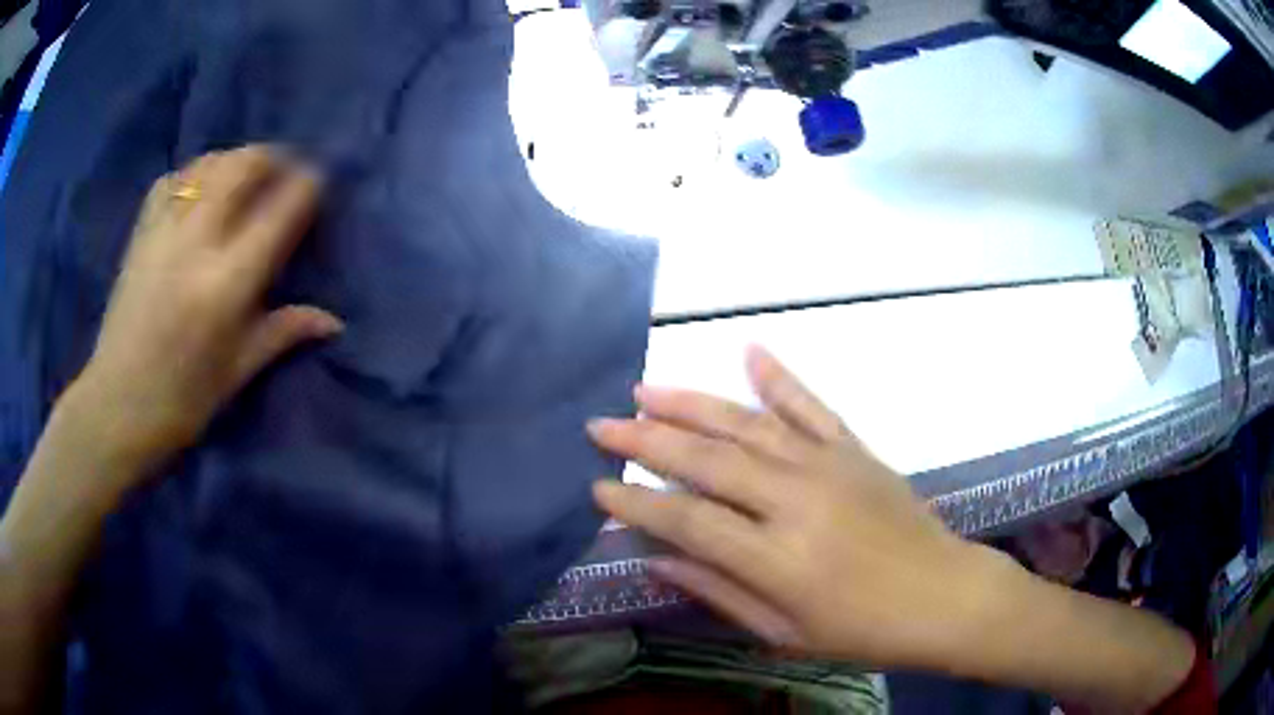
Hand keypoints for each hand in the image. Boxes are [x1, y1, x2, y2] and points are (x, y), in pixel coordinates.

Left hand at [72, 146, 341, 482]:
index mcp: (228, 283)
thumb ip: (284, 332)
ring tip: (245, 177)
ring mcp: (164, 231)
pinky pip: (173, 178)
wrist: (117, 406)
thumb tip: (333, 321)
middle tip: (285, 171)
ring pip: (209, 164)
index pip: (281, 210)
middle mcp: (198, 242)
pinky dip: (194, 173)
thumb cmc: (182, 401)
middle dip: (273, 158)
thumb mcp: (238, 372)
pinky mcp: (141, 233)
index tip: (319, 187)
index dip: (308, 187)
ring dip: (236, 160)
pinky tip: (200, 189)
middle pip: (244, 166)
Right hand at [588, 347, 1007, 670]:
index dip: (638, 503)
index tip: (599, 487)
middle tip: (602, 424)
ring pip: (748, 425)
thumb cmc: (863, 629)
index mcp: (777, 558)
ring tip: (646, 388)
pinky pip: (811, 406)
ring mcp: (829, 466)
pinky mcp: (855, 450)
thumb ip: (719, 592)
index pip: (689, 520)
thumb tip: (658, 560)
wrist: (943, 594)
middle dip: (647, 440)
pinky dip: (779, 378)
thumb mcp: (785, 631)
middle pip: (708, 460)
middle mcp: (797, 501)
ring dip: (693, 403)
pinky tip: (750, 350)